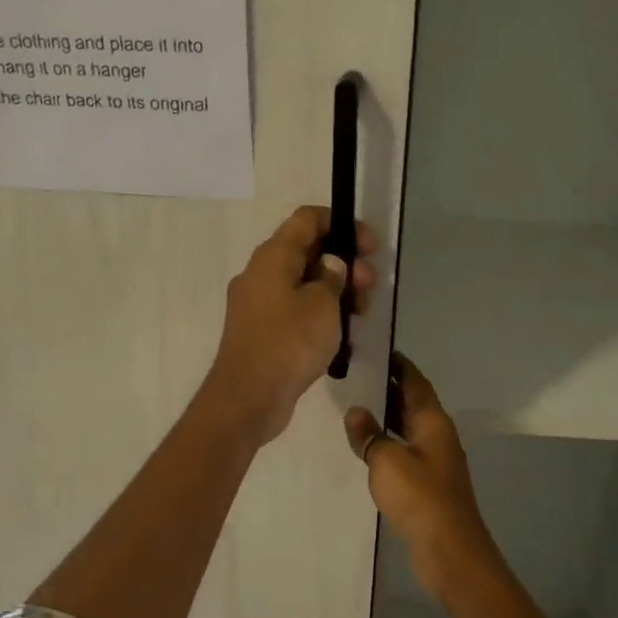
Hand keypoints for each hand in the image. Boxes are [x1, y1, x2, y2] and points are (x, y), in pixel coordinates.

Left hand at [204, 205, 377, 445]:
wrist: (247, 398)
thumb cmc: (289, 344)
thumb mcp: (323, 305)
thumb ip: (332, 277)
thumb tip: (330, 265)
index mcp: (272, 257)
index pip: (308, 219)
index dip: (342, 224)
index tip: (369, 247)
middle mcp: (260, 274)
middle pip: (307, 251)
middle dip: (344, 263)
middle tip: (369, 287)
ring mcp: (258, 304)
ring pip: (303, 283)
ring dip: (335, 292)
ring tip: (359, 315)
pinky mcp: (261, 331)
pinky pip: (295, 310)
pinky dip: (319, 315)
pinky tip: (341, 336)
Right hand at [344, 354, 499, 599]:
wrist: (449, 550)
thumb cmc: (420, 498)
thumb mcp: (387, 461)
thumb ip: (370, 435)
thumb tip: (355, 412)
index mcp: (433, 422)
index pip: (416, 382)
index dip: (399, 365)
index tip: (378, 350)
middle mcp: (437, 436)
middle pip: (413, 404)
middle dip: (389, 389)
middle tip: (356, 376)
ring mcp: (434, 462)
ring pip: (408, 429)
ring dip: (386, 417)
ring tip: (354, 406)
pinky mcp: (428, 485)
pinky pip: (405, 452)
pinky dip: (387, 443)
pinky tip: (367, 447)